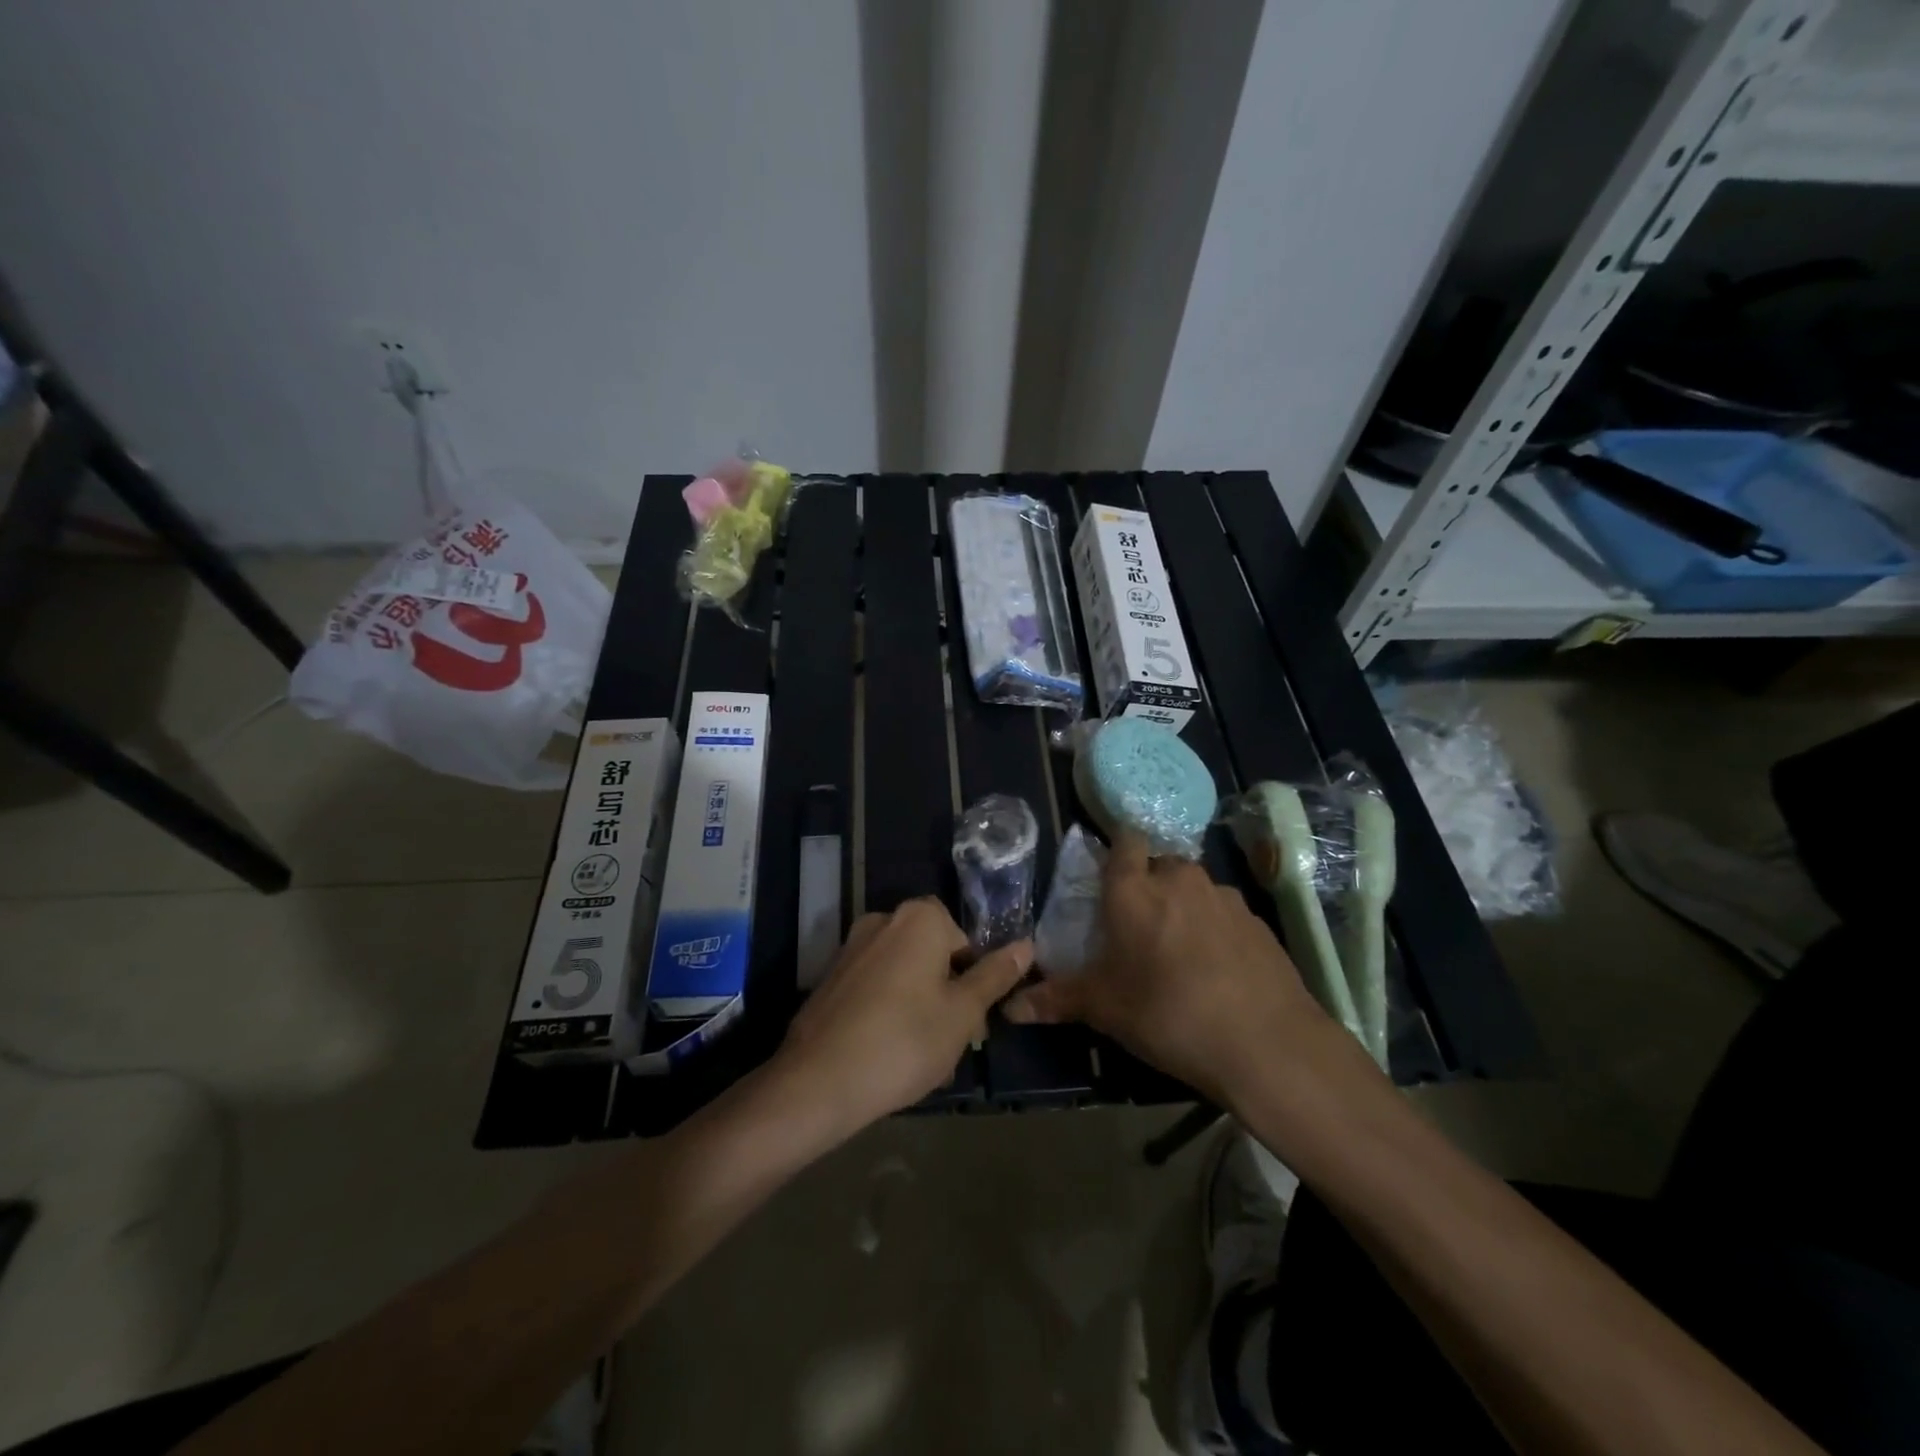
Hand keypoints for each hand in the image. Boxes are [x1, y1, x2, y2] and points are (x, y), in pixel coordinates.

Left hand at [774, 898, 1031, 1133]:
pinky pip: (875, 988)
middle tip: (954, 1042)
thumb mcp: (962, 1013)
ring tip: (924, 1058)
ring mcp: (851, 948)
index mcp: (919, 918)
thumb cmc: (905, 1041)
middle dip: (948, 994)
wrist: (818, 1081)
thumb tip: (1026, 945)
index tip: (974, 1021)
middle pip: (933, 955)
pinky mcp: (831, 978)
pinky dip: (889, 1011)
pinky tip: (890, 1054)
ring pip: (904, 974)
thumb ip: (995, 976)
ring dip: (921, 1007)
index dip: (975, 979)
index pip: (964, 939)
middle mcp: (883, 920)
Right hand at [1005, 832, 1333, 1107]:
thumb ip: (1057, 1000)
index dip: (1117, 853)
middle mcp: (1180, 878)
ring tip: (1179, 953)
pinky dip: (1214, 929)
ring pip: (1194, 888)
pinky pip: (1224, 913)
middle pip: (1159, 864)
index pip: (1124, 841)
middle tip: (1138, 928)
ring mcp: (1224, 897)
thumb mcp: (1105, 1009)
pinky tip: (1216, 970)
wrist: (1266, 1043)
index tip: (1110, 880)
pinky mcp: (1257, 921)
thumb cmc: (1168, 1013)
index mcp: (1135, 889)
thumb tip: (1010, 1008)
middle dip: (1148, 886)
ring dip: (1183, 907)